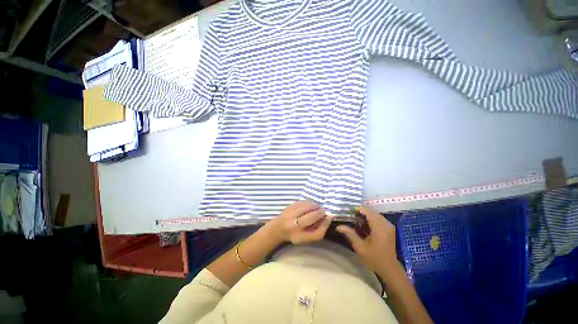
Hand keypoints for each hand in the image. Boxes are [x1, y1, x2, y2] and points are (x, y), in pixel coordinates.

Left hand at [266, 201, 332, 243]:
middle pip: (312, 216)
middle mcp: (293, 225)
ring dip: (314, 205)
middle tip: (322, 211)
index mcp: (299, 236)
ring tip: (316, 207)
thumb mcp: (308, 237)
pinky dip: (308, 203)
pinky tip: (309, 205)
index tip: (327, 216)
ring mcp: (290, 214)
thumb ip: (320, 229)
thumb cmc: (296, 233)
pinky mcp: (289, 206)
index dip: (324, 221)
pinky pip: (302, 202)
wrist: (279, 228)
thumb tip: (329, 216)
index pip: (316, 232)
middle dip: (320, 211)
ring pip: (307, 206)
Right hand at [337, 206, 396, 273]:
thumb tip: (338, 226)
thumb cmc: (374, 258)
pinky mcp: (389, 229)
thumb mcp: (360, 247)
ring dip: (365, 215)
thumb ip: (350, 234)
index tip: (348, 210)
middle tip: (350, 215)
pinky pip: (378, 219)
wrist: (389, 269)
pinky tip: (363, 224)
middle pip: (371, 211)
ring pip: (375, 214)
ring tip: (355, 219)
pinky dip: (370, 219)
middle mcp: (385, 224)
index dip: (358, 209)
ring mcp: (389, 226)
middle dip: (360, 212)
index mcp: (379, 228)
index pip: (368, 212)